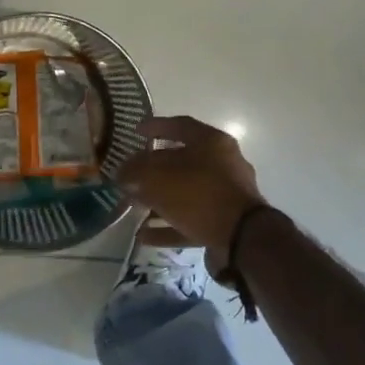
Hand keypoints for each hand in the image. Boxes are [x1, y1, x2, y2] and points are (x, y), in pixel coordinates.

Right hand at [119, 115, 267, 273]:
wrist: (242, 239)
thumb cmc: (199, 195)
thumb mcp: (159, 177)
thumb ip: (136, 171)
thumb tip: (122, 171)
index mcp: (212, 142)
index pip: (180, 125)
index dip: (155, 126)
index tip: (135, 131)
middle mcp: (222, 164)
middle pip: (181, 161)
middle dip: (152, 169)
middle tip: (130, 175)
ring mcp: (225, 195)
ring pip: (185, 193)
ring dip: (158, 200)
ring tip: (133, 207)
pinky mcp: (224, 223)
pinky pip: (190, 220)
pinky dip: (168, 226)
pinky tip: (144, 235)